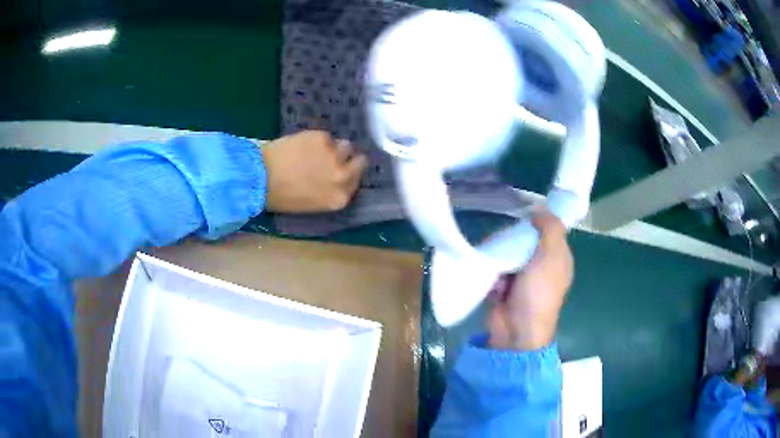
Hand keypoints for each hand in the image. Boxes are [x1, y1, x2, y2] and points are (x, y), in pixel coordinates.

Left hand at [262, 131, 367, 212]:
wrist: (260, 177)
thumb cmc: (281, 197)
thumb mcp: (311, 203)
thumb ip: (330, 191)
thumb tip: (336, 177)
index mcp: (339, 198)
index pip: (356, 182)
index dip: (348, 173)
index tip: (339, 170)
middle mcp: (342, 177)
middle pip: (360, 161)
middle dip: (348, 158)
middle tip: (333, 156)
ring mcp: (334, 155)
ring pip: (345, 145)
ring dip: (333, 147)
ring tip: (315, 150)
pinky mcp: (322, 138)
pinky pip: (326, 136)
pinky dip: (316, 139)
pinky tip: (301, 144)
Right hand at [487, 208, 573, 350]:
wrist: (516, 330)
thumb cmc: (538, 292)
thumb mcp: (551, 255)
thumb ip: (550, 228)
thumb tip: (541, 209)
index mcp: (558, 258)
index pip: (549, 231)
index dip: (537, 222)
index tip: (523, 216)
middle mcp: (541, 266)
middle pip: (525, 240)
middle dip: (513, 240)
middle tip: (506, 240)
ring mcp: (522, 278)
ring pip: (508, 253)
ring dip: (501, 258)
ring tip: (497, 264)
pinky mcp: (503, 288)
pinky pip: (496, 270)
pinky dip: (493, 273)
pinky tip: (494, 282)